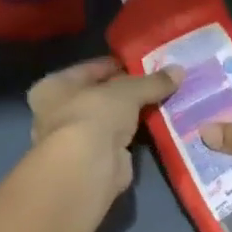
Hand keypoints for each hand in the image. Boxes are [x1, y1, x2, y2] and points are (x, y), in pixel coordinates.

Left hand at [27, 59, 179, 198]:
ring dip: (132, 115)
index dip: (117, 65)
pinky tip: (157, 126)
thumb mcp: (127, 91)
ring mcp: (75, 140)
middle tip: (158, 83)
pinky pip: (119, 140)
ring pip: (109, 119)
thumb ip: (151, 82)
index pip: (89, 69)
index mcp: (52, 87)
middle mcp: (57, 112)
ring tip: (163, 102)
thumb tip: (179, 70)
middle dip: (127, 92)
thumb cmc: (93, 115)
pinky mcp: (94, 160)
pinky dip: (135, 135)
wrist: (88, 168)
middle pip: (99, 96)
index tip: (145, 63)